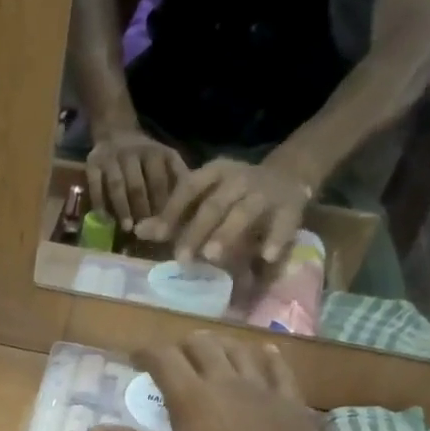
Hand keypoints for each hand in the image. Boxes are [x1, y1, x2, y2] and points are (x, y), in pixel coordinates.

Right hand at [86, 128, 187, 230]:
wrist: (115, 132)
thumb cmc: (145, 155)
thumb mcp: (166, 158)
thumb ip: (177, 177)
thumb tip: (191, 203)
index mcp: (154, 153)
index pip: (158, 182)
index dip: (161, 204)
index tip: (164, 225)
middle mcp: (132, 152)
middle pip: (137, 185)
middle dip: (142, 209)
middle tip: (146, 231)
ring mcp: (110, 158)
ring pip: (116, 186)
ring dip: (122, 209)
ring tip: (127, 228)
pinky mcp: (92, 163)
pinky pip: (95, 185)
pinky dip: (99, 203)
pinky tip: (105, 219)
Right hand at [90, 333, 344, 430]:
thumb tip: (95, 429)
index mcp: (191, 399)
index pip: (163, 357)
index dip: (146, 353)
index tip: (135, 360)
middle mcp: (226, 383)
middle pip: (202, 345)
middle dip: (181, 346)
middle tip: (172, 360)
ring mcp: (263, 390)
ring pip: (239, 350)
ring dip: (219, 347)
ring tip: (210, 356)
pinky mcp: (291, 403)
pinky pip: (279, 367)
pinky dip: (265, 356)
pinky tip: (262, 355)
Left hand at [136, 157, 313, 265]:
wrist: (289, 174)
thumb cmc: (233, 194)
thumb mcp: (204, 197)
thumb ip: (173, 216)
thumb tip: (137, 231)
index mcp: (215, 171)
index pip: (190, 187)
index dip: (173, 210)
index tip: (158, 235)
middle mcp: (240, 177)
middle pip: (215, 204)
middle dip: (196, 231)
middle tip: (182, 258)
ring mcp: (266, 191)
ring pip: (245, 211)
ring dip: (228, 233)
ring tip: (212, 256)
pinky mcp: (292, 205)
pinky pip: (284, 222)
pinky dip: (275, 239)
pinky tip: (266, 257)